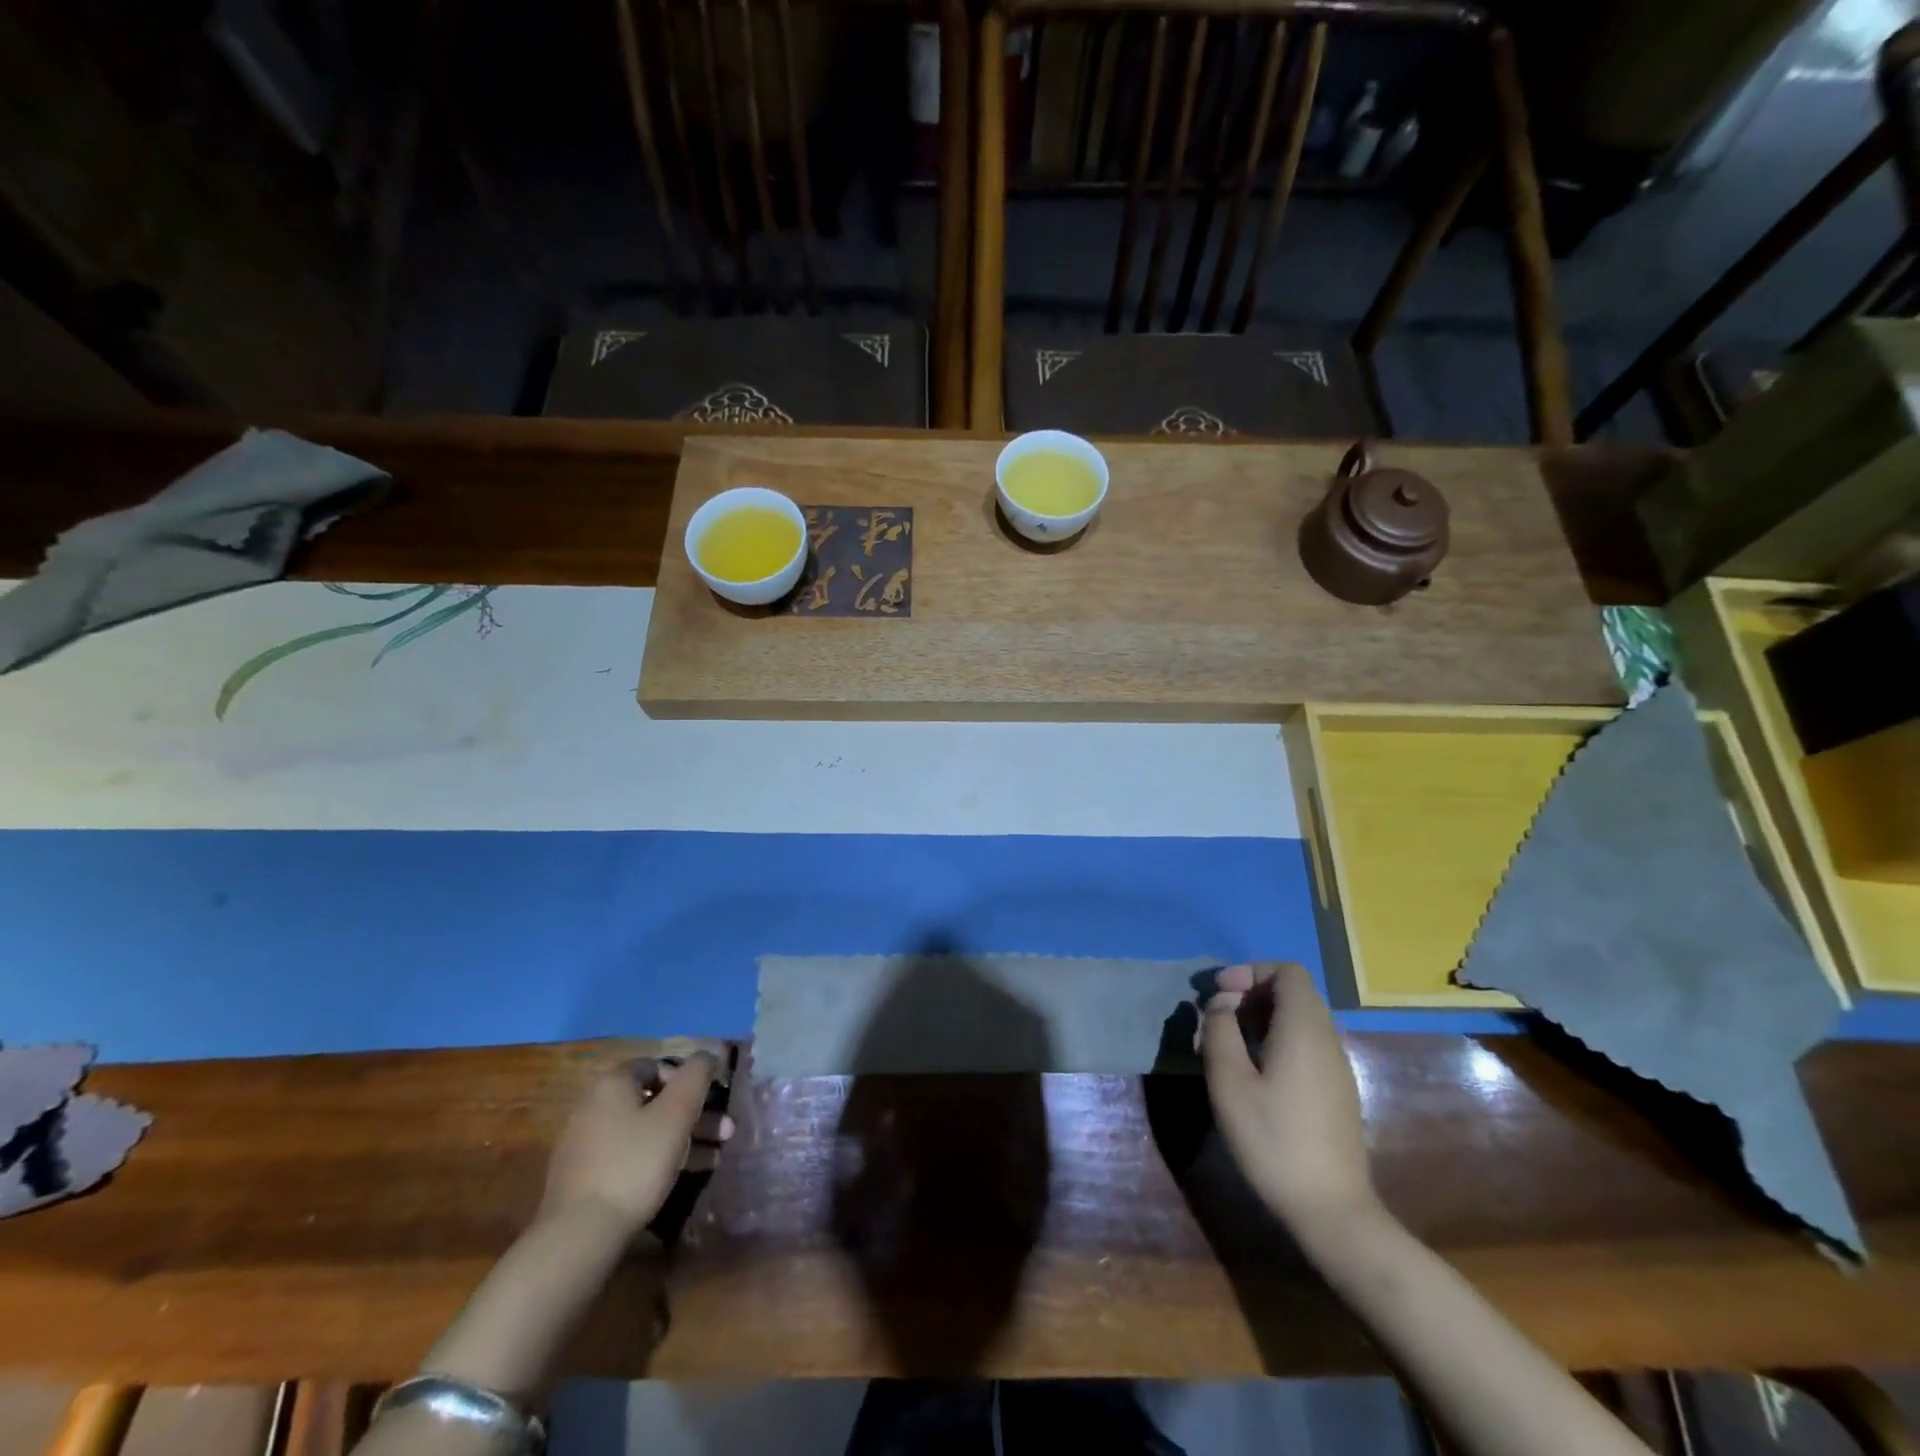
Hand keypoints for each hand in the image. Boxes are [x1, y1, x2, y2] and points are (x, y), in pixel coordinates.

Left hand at [537, 1054, 734, 1236]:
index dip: (689, 1080)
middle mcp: (594, 1106)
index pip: (658, 1066)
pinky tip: (683, 1175)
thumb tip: (707, 1055)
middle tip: (725, 1131)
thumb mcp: (676, 1113)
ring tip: (715, 1157)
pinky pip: (630, 1155)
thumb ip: (696, 1076)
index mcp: (613, 1083)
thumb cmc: (635, 1163)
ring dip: (682, 1138)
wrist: (578, 1235)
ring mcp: (586, 1144)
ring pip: (645, 1130)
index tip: (712, 1100)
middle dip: (693, 1114)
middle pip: (654, 1101)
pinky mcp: (585, 1178)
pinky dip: (657, 1159)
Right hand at [1198, 963, 1375, 1228]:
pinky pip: (1306, 1044)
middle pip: (1293, 992)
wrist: (1331, 1210)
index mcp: (1304, 1028)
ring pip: (1299, 1019)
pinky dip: (1276, 1039)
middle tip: (1215, 1017)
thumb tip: (1218, 1007)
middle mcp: (1327, 1038)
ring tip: (1226, 1043)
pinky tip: (1252, 1070)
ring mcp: (1336, 1066)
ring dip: (1260, 1018)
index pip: (1287, 972)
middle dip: (1250, 993)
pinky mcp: (1336, 1091)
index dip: (1250, 972)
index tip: (1219, 993)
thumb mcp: (1229, 1081)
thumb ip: (1219, 1031)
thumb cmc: (1273, 1139)